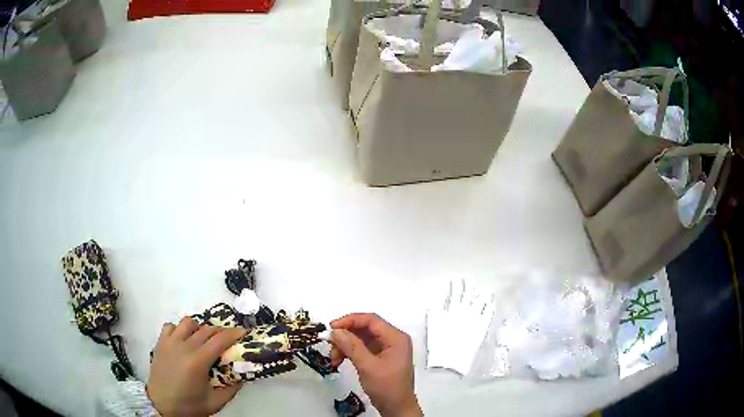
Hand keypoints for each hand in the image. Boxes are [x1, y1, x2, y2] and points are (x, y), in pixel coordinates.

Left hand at [147, 317, 246, 415]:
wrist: (161, 404)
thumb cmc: (189, 405)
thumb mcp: (216, 402)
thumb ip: (232, 388)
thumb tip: (243, 374)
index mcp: (198, 362)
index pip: (219, 340)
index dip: (234, 333)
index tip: (243, 332)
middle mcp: (183, 347)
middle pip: (206, 329)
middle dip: (221, 331)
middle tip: (229, 338)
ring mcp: (170, 342)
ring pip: (188, 322)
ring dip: (200, 327)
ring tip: (204, 339)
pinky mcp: (160, 342)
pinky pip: (171, 326)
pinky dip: (180, 329)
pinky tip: (184, 340)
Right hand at [330, 313, 422, 416]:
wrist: (397, 408)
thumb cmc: (387, 387)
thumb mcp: (368, 366)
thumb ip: (352, 347)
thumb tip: (335, 331)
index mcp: (396, 338)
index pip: (371, 320)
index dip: (350, 320)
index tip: (331, 328)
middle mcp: (392, 340)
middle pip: (365, 328)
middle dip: (346, 335)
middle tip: (330, 345)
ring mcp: (387, 349)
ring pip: (361, 338)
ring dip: (346, 345)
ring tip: (334, 358)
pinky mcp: (380, 358)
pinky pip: (362, 348)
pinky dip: (350, 352)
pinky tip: (340, 360)